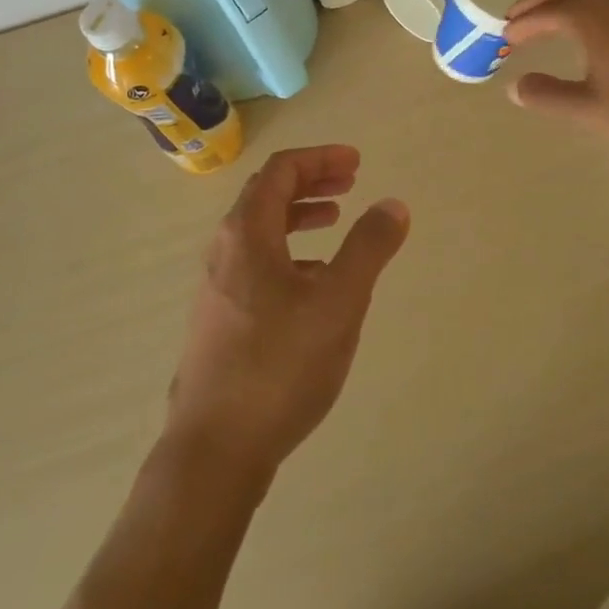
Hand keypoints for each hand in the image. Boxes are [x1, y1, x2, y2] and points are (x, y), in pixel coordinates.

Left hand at [166, 146, 409, 488]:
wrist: (215, 449)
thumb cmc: (280, 364)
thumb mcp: (339, 301)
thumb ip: (369, 248)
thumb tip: (393, 204)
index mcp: (247, 233)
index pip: (280, 171)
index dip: (319, 159)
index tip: (356, 163)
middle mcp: (225, 251)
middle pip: (266, 195)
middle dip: (310, 182)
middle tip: (350, 183)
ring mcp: (217, 287)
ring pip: (260, 232)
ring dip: (298, 216)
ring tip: (334, 222)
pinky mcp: (219, 320)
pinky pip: (256, 264)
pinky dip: (288, 252)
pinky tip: (314, 282)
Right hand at [504, 0, 608, 157]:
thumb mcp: (587, 109)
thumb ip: (547, 95)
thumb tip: (514, 86)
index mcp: (592, 20)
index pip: (546, 12)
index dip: (522, 23)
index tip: (504, 36)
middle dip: (536, 2)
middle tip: (514, 19)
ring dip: (560, 4)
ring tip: (543, 23)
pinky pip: (606, 5)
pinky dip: (583, 11)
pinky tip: (585, 34)